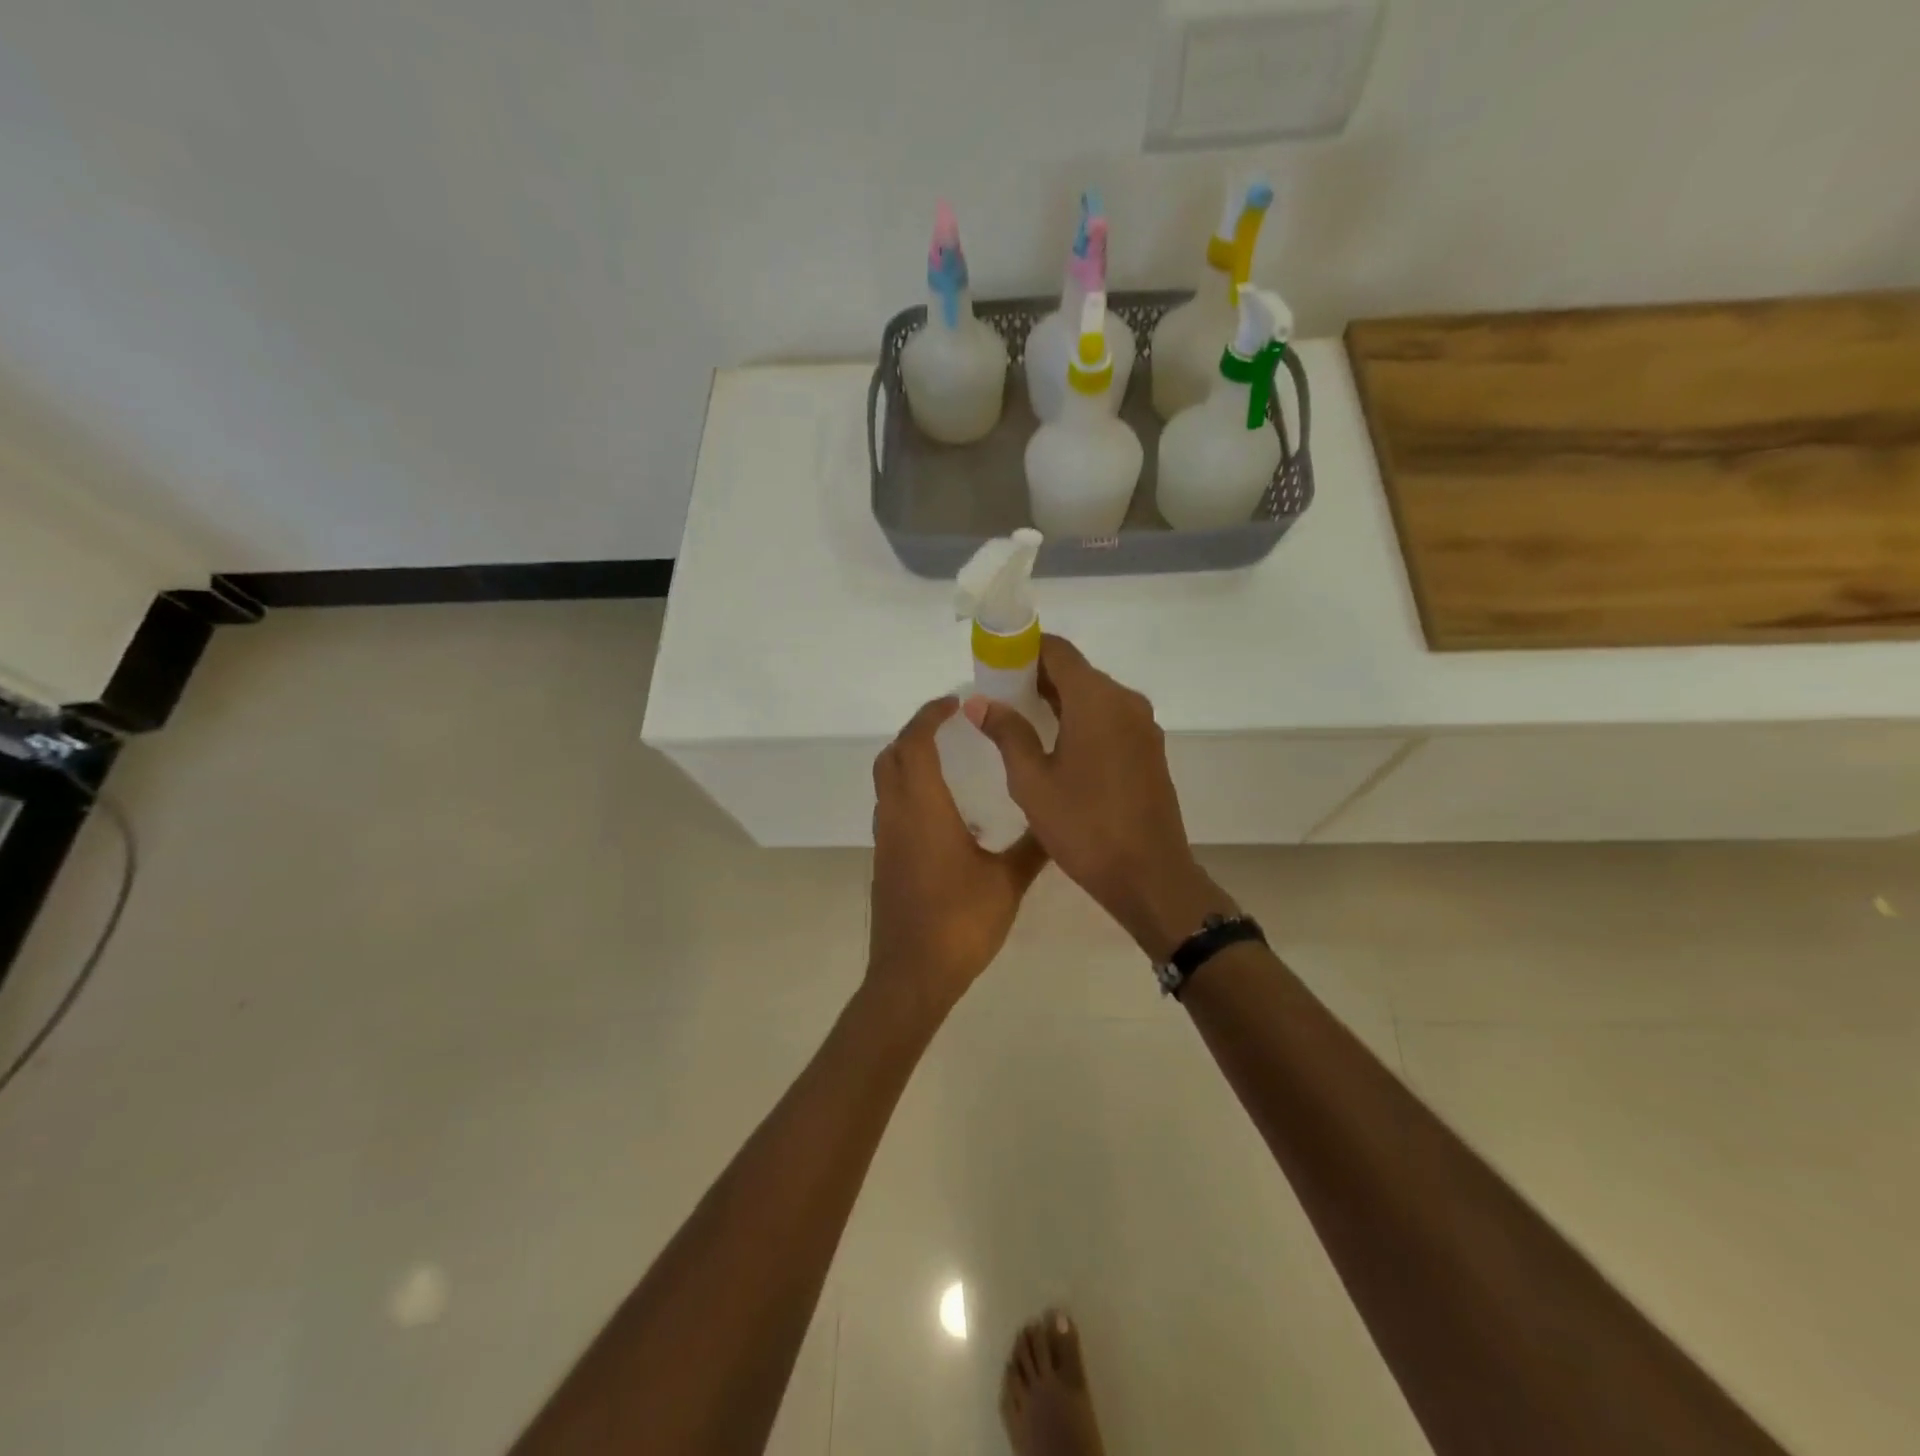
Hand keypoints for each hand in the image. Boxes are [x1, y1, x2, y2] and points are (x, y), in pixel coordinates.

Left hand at [867, 696, 1047, 1020]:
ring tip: (947, 757)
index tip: (956, 702)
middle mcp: (897, 816)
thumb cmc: (960, 923)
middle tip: (950, 723)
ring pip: (886, 782)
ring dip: (908, 759)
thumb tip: (1058, 820)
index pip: (916, 744)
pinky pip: (890, 807)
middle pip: (892, 756)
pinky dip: (908, 788)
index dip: (930, 716)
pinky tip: (943, 810)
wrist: (912, 975)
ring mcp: (886, 839)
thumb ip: (1033, 848)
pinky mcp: (884, 860)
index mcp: (924, 810)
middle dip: (916, 731)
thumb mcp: (1007, 883)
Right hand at [969, 636, 1231, 959]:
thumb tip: (980, 702)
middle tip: (998, 693)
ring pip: (1093, 695)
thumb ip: (1007, 733)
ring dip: (1059, 698)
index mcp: (1096, 700)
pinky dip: (1081, 718)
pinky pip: (1109, 717)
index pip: (1058, 650)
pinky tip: (1056, 743)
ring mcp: (1142, 726)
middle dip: (1036, 675)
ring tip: (1020, 718)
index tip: (993, 661)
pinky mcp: (1149, 749)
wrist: (1149, 876)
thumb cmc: (1084, 827)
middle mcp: (1125, 702)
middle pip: (1076, 671)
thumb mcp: (1032, 782)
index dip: (1023, 648)